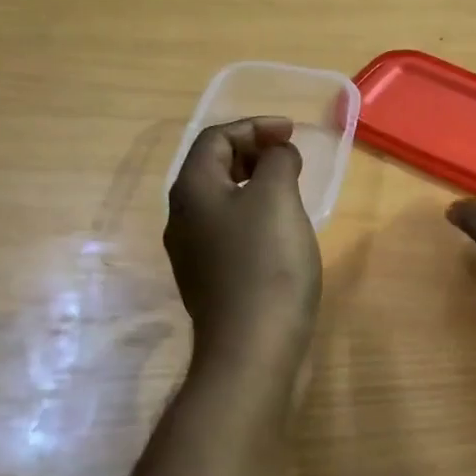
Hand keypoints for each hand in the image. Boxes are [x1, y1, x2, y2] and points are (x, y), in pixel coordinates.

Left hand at [166, 118, 321, 368]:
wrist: (253, 348)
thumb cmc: (266, 264)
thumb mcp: (277, 198)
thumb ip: (277, 162)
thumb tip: (277, 155)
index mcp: (192, 190)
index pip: (215, 139)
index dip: (254, 127)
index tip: (292, 133)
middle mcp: (183, 219)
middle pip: (213, 169)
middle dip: (252, 154)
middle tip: (290, 157)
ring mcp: (194, 255)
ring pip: (222, 203)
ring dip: (254, 186)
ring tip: (290, 190)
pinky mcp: (211, 282)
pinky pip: (230, 233)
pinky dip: (254, 218)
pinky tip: (281, 234)